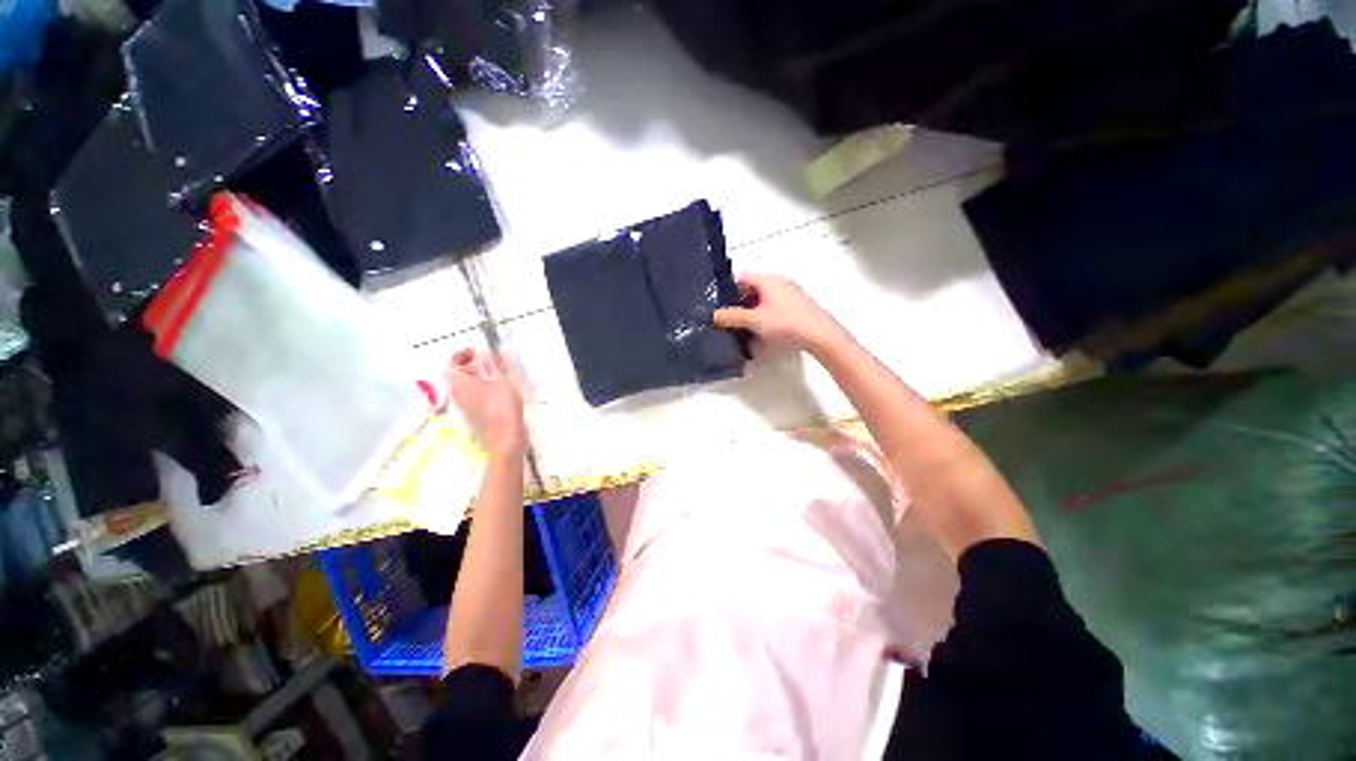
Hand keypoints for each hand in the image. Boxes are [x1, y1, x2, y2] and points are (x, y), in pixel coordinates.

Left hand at [444, 348, 525, 456]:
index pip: (453, 361)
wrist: (505, 437)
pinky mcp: (475, 413)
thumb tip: (483, 351)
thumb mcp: (499, 378)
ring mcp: (464, 405)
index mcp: (456, 382)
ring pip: (470, 384)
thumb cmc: (500, 405)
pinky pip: (477, 394)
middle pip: (461, 373)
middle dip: (477, 364)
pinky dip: (487, 388)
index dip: (466, 353)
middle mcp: (455, 392)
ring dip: (483, 376)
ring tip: (503, 374)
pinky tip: (503, 389)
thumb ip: (490, 363)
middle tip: (496, 361)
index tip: (483, 350)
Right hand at [714, 274, 847, 355]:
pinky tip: (760, 332)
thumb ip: (731, 317)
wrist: (820, 336)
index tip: (716, 305)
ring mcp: (790, 293)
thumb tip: (711, 315)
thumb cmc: (785, 324)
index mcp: (768, 279)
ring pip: (763, 299)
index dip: (726, 290)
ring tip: (741, 328)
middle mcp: (779, 282)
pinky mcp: (797, 306)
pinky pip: (773, 307)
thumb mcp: (754, 321)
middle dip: (738, 303)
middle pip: (751, 289)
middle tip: (726, 319)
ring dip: (751, 312)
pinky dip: (763, 316)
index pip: (741, 278)